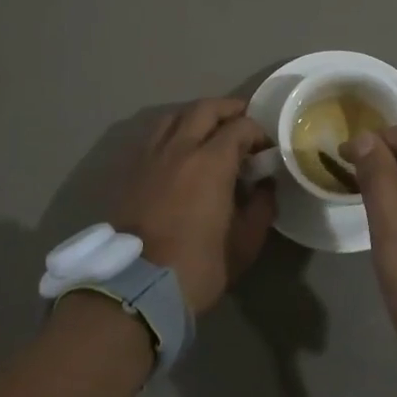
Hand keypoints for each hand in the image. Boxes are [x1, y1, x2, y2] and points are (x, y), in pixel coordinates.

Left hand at [112, 98, 276, 314]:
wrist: (135, 287)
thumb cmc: (197, 266)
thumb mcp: (244, 244)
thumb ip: (261, 208)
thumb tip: (265, 186)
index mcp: (211, 161)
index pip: (240, 126)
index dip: (258, 132)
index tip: (266, 149)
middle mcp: (180, 148)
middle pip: (204, 108)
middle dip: (228, 109)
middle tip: (243, 122)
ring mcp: (150, 157)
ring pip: (173, 116)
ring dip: (196, 116)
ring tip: (209, 131)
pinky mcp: (130, 171)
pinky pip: (153, 136)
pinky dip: (172, 132)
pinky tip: (179, 151)